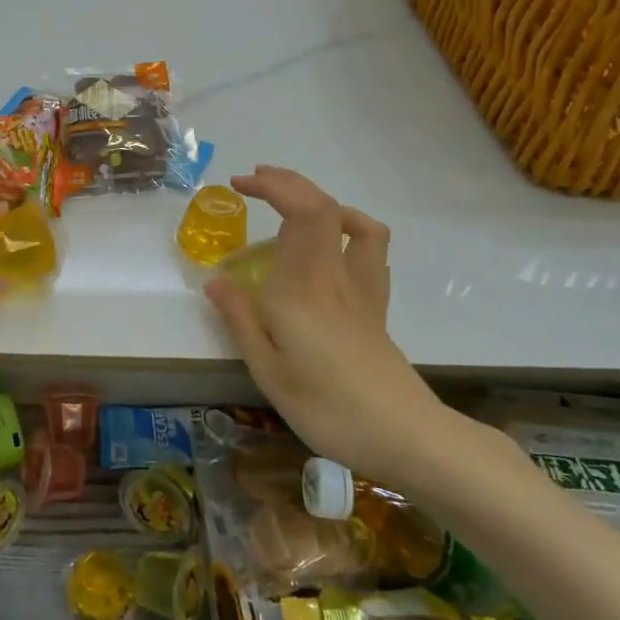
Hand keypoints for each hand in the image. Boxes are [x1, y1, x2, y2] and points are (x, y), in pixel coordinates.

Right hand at [204, 166, 459, 487]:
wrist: (404, 437)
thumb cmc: (326, 407)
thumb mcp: (267, 370)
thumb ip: (241, 320)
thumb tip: (216, 282)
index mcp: (304, 287)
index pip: (302, 212)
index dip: (274, 186)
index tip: (239, 185)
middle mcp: (336, 276)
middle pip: (325, 207)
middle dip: (289, 183)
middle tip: (253, 183)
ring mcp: (362, 290)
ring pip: (356, 224)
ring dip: (322, 202)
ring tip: (292, 210)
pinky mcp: (376, 307)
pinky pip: (371, 252)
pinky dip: (351, 232)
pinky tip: (330, 249)